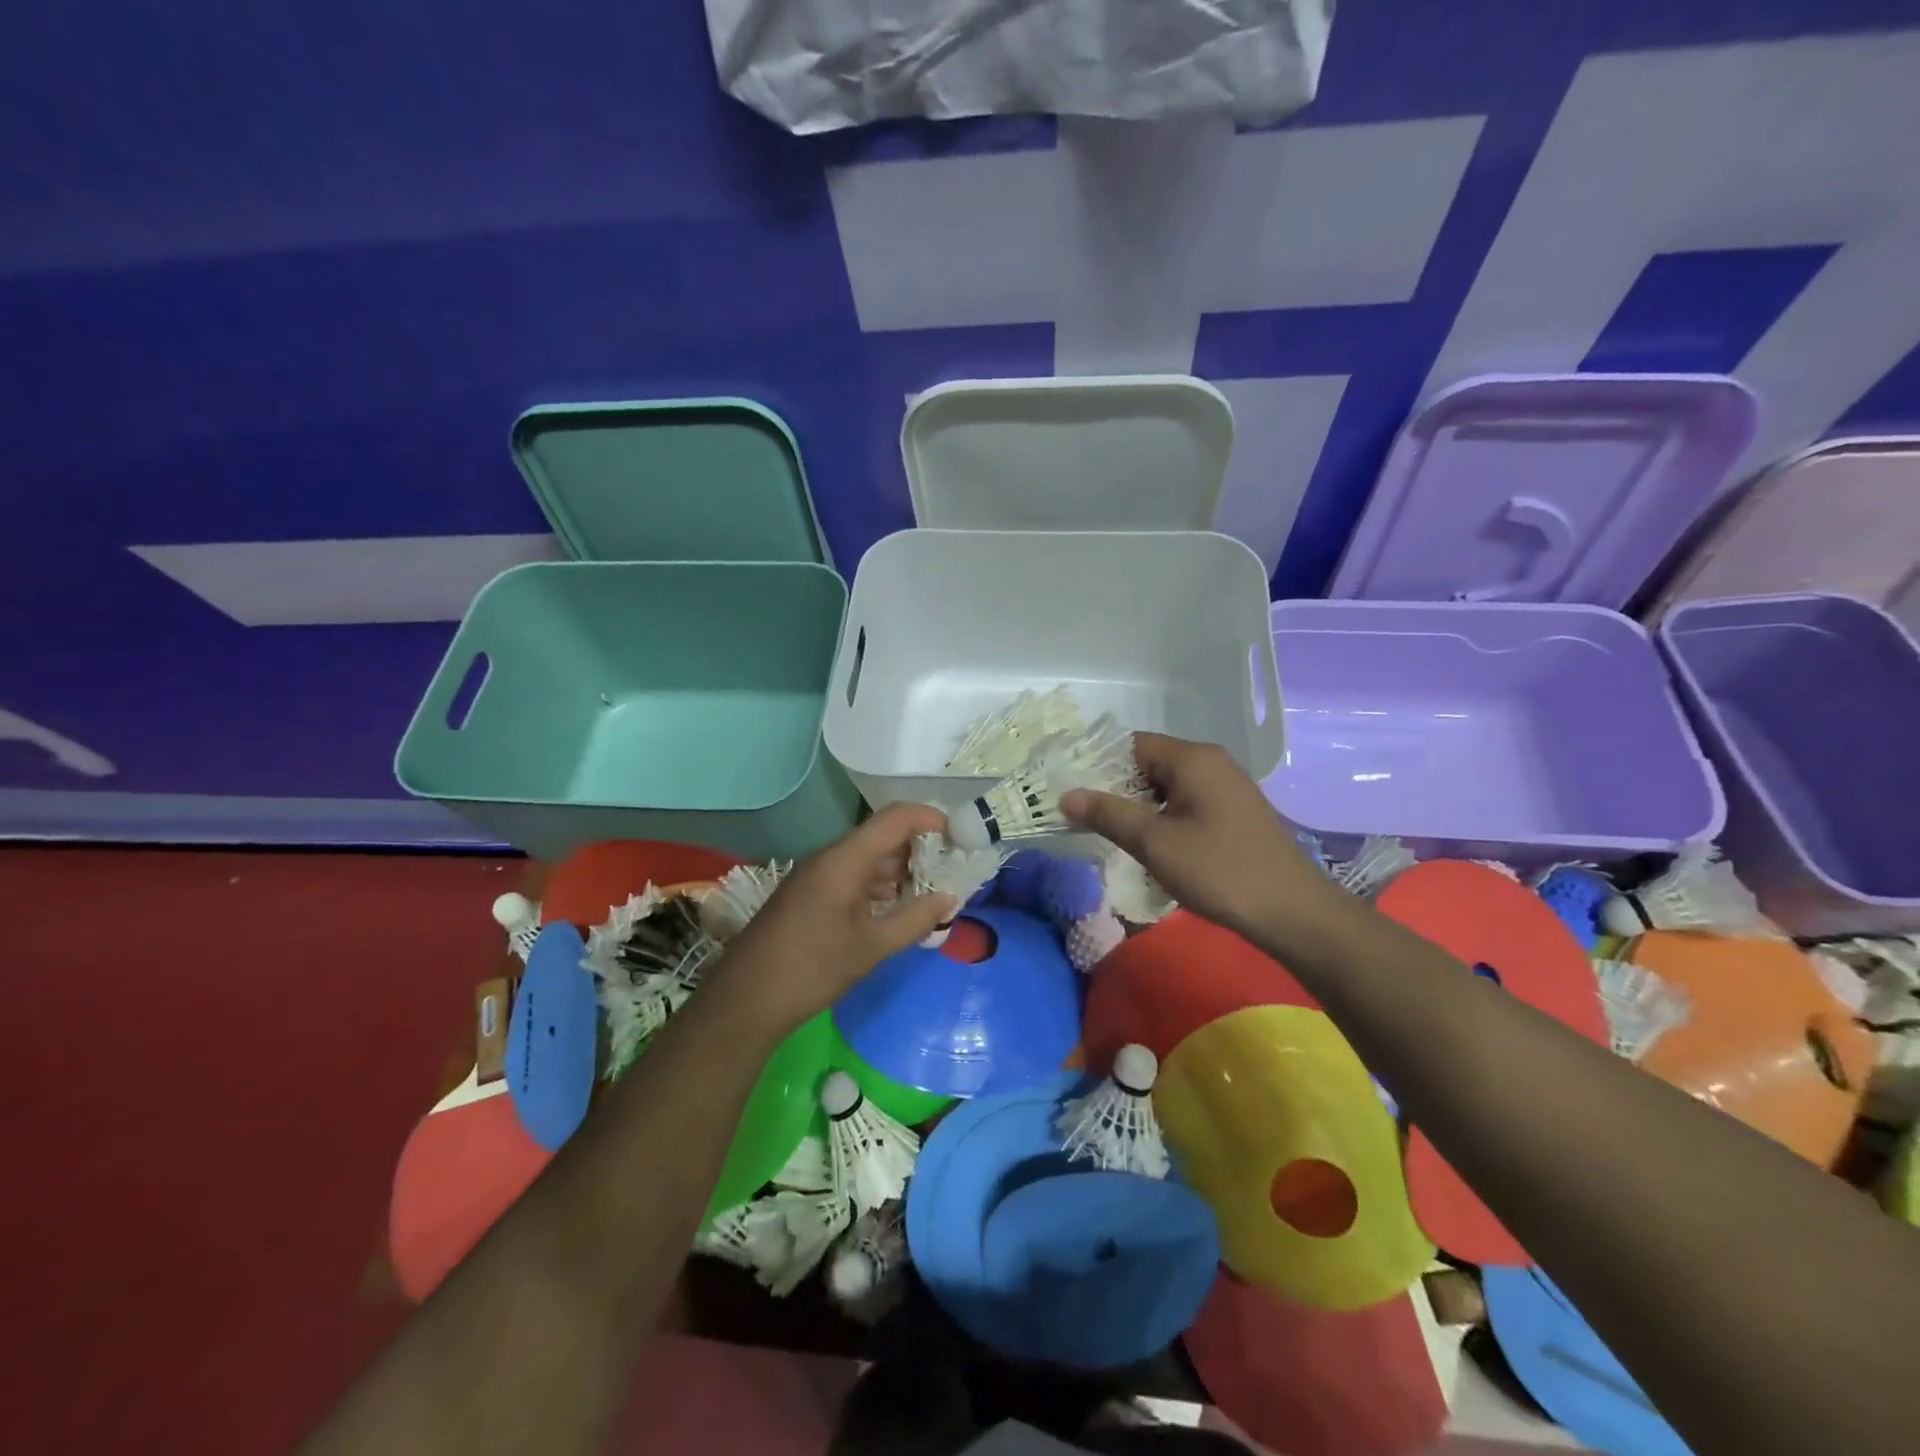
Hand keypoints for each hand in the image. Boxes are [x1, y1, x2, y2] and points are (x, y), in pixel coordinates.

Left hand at [711, 804, 958, 1035]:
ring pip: (868, 858)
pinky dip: (879, 885)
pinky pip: (852, 876)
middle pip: (883, 836)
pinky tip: (896, 909)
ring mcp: (816, 875)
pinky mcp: (809, 894)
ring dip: (900, 870)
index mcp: (846, 859)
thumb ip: (916, 919)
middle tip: (951, 871)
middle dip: (920, 849)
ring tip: (931, 893)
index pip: (896, 818)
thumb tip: (950, 898)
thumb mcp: (872, 947)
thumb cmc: (813, 968)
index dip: (930, 818)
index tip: (959, 836)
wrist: (745, 1000)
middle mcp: (830, 857)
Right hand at [1060, 732, 1337, 946]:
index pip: (1132, 745)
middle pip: (1150, 764)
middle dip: (1118, 789)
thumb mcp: (1155, 843)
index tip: (1075, 793)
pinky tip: (1153, 846)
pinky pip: (1187, 802)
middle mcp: (1211, 762)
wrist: (1293, 911)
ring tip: (1114, 835)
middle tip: (1088, 818)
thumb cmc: (1220, 870)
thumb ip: (1109, 814)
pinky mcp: (1235, 812)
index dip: (1100, 765)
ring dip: (1141, 807)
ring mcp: (1227, 787)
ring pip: (1168, 786)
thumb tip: (1066, 795)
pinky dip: (1165, 818)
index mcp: (1193, 759)